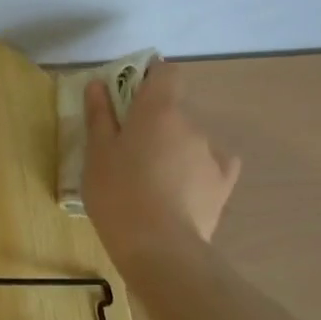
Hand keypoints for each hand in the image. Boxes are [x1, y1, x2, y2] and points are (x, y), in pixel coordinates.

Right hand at [84, 61, 240, 263]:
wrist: (159, 247)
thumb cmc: (118, 192)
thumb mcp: (97, 153)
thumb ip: (99, 115)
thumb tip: (98, 85)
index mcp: (159, 110)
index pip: (166, 72)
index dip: (150, 77)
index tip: (129, 94)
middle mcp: (191, 124)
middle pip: (173, 110)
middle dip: (153, 123)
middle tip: (127, 150)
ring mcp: (212, 154)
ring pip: (188, 140)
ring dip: (172, 149)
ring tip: (149, 181)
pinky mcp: (223, 184)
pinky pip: (211, 165)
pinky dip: (196, 170)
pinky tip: (180, 189)